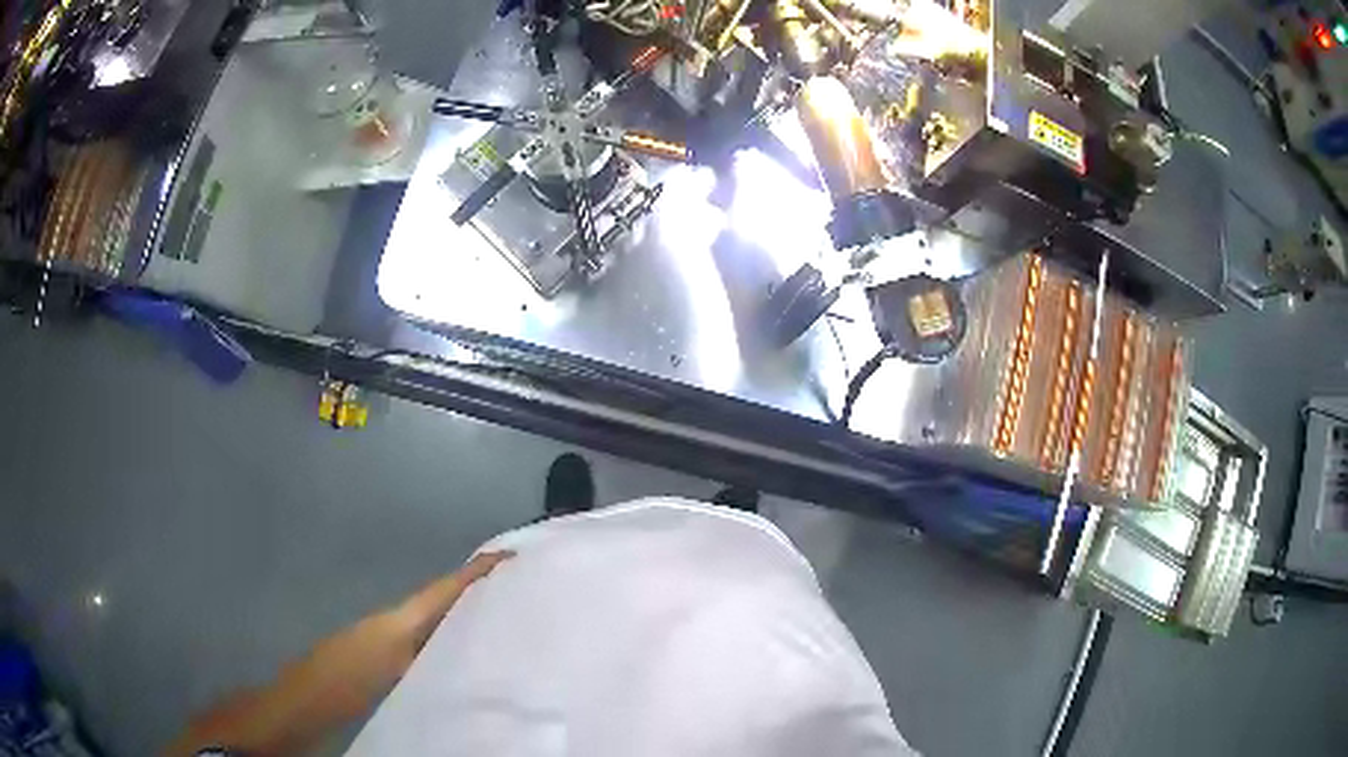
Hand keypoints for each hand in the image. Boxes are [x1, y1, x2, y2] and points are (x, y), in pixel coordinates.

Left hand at [292, 551, 514, 720]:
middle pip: (442, 599)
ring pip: (434, 620)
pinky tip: (463, 656)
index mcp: (401, 619)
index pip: (444, 589)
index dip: (476, 572)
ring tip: (500, 621)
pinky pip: (426, 638)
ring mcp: (390, 637)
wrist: (309, 695)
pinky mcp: (387, 656)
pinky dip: (447, 637)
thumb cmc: (349, 681)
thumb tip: (470, 647)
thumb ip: (432, 657)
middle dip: (476, 590)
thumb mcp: (396, 673)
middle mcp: (397, 621)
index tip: (508, 555)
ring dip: (463, 615)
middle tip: (516, 589)